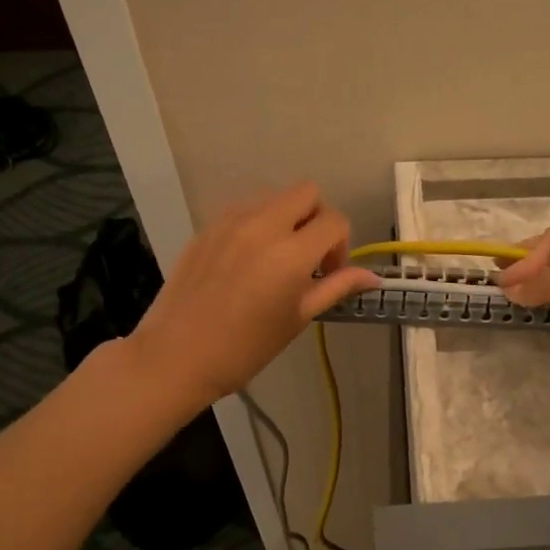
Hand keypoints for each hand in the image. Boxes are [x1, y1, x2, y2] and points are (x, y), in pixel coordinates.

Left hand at [124, 183, 378, 406]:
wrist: (176, 357)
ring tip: (277, 258)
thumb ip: (336, 288)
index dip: (341, 246)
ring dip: (287, 217)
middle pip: (307, 192)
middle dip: (317, 217)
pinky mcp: (207, 227)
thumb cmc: (245, 348)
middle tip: (309, 255)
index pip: (335, 221)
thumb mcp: (298, 318)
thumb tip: (374, 277)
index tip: (328, 273)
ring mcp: (230, 222)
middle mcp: (263, 225)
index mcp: (291, 252)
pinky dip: (258, 224)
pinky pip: (245, 210)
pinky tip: (248, 261)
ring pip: (274, 197)